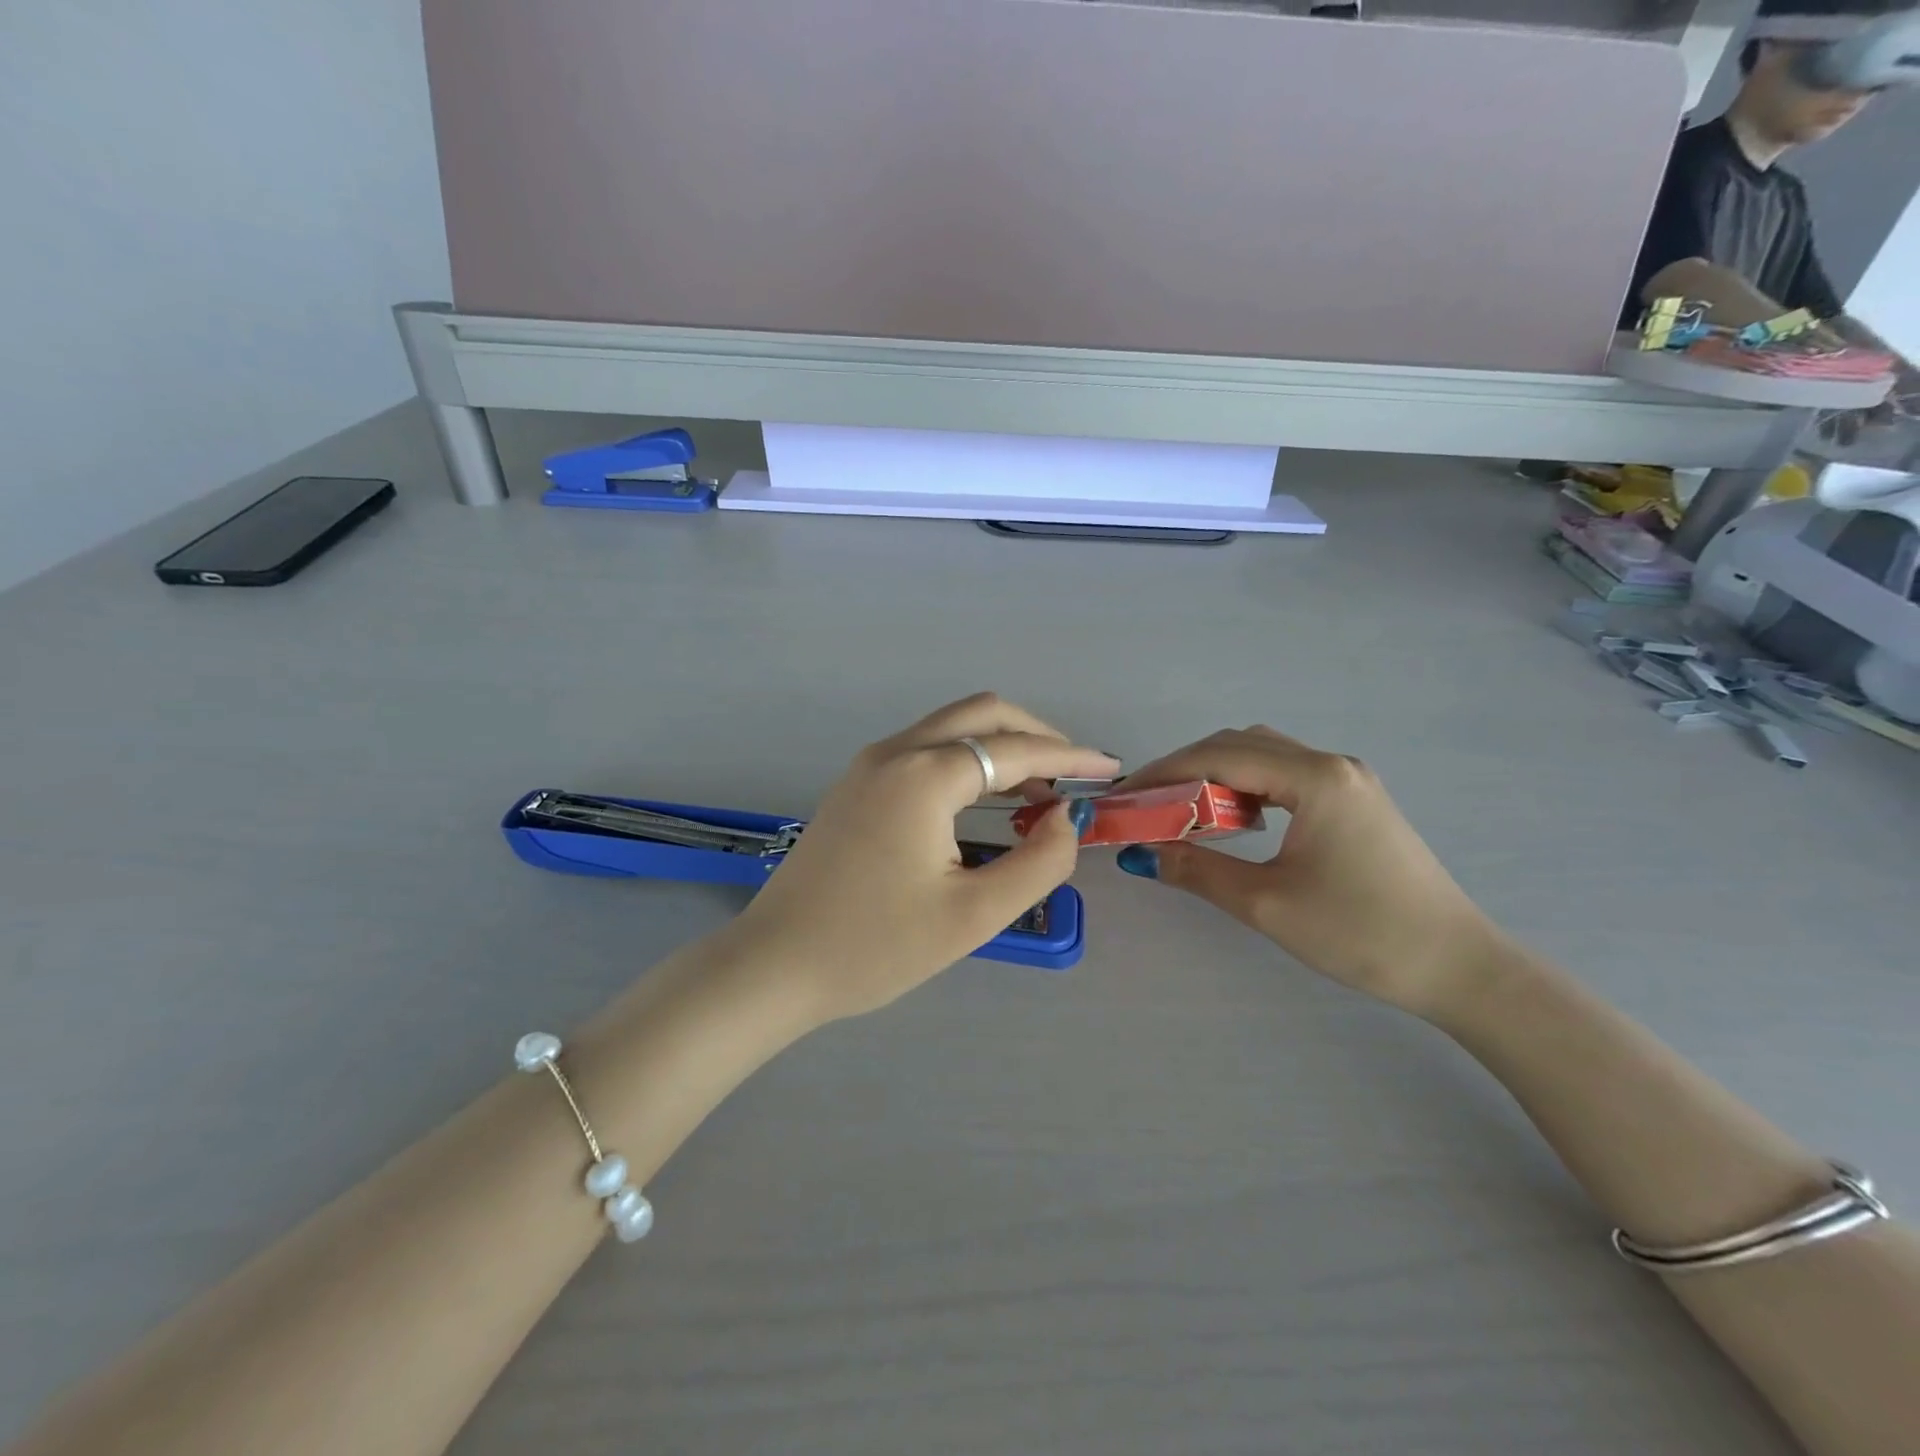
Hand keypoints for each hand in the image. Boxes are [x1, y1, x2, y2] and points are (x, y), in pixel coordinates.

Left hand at [734, 694, 1117, 1020]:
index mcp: (924, 775)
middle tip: (1073, 776)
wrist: (776, 964)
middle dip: (1036, 736)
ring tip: (1039, 792)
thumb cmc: (875, 947)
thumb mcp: (973, 915)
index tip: (1109, 770)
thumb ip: (1037, 862)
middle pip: (981, 714)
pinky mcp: (856, 784)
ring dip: (1000, 747)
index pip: (1014, 749)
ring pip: (951, 728)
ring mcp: (869, 764)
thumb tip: (1065, 818)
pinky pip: (925, 749)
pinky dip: (967, 760)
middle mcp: (895, 752)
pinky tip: (985, 799)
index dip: (1069, 758)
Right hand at [1113, 727, 1501, 1019]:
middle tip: (1146, 802)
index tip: (1124, 795)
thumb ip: (1196, 870)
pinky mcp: (1355, 799)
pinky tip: (1233, 817)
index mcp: (1314, 779)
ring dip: (1215, 773)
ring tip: (1179, 808)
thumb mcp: (1267, 904)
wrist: (1459, 966)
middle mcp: (1331, 764)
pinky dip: (1246, 785)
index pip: (1218, 757)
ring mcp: (1347, 779)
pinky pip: (1285, 774)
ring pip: (1263, 755)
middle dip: (1184, 767)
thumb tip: (1138, 854)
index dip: (1164, 771)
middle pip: (1239, 744)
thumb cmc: (1362, 934)